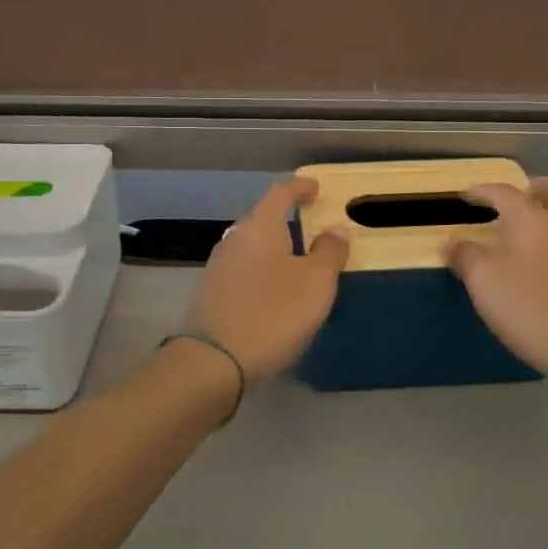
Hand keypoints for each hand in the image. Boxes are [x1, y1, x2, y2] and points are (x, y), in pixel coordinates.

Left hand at [178, 177, 348, 383]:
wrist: (213, 361)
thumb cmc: (272, 314)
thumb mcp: (315, 284)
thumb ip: (330, 252)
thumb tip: (335, 229)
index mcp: (260, 227)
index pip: (280, 192)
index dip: (299, 187)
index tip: (315, 188)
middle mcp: (235, 238)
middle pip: (263, 218)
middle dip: (287, 219)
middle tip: (312, 230)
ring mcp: (219, 265)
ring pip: (252, 245)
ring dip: (274, 248)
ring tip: (297, 262)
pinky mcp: (212, 292)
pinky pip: (244, 269)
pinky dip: (263, 270)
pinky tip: (274, 290)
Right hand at [447, 181, 547, 384]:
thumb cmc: (533, 308)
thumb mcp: (484, 281)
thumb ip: (464, 255)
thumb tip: (452, 241)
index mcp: (534, 219)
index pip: (504, 193)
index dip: (483, 191)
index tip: (466, 194)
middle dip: (535, 190)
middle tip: (519, 194)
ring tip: (530, 236)